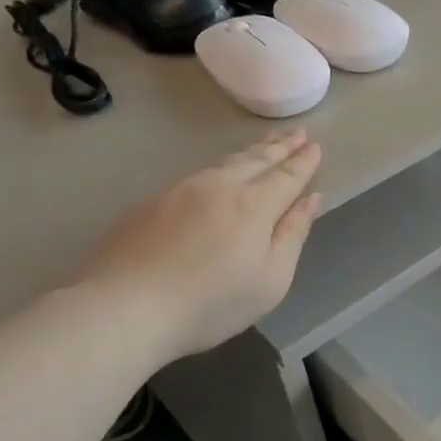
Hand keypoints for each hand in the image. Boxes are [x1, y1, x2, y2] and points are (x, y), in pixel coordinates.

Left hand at [80, 131, 321, 361]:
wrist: (125, 308)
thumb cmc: (211, 302)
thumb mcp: (271, 279)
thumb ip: (293, 234)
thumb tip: (310, 200)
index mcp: (254, 205)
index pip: (287, 176)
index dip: (304, 162)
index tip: (316, 147)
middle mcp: (219, 187)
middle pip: (257, 160)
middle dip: (280, 147)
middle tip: (298, 132)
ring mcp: (180, 191)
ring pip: (225, 163)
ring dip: (251, 152)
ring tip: (266, 144)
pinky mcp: (151, 203)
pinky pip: (198, 176)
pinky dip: (220, 168)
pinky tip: (221, 173)